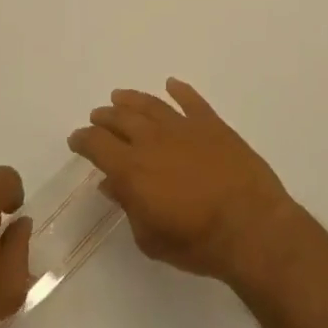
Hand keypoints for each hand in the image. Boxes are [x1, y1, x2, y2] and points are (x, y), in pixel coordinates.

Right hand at [68, 79, 296, 283]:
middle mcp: (152, 140)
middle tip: (98, 117)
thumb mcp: (150, 238)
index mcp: (131, 168)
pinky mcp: (213, 125)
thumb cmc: (197, 242)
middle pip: (120, 119)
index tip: (77, 139)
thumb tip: (111, 184)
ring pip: (151, 105)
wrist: (250, 226)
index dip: (83, 140)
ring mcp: (184, 128)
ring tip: (120, 97)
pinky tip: (171, 85)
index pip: (97, 144)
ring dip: (132, 99)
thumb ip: (128, 206)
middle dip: (105, 117)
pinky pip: (191, 101)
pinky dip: (179, 91)